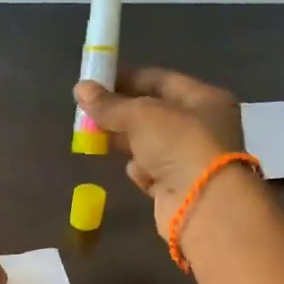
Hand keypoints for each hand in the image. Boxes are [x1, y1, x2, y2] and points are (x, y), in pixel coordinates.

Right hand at [73, 68, 244, 237]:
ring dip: (127, 142)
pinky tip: (133, 171)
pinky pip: (153, 172)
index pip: (161, 81)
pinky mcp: (178, 187)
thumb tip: (80, 88)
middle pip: (154, 114)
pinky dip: (140, 170)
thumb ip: (110, 104)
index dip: (128, 79)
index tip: (97, 83)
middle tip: (90, 113)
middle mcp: (202, 127)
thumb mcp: (141, 116)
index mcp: (204, 99)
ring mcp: (191, 159)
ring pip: (150, 144)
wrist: (203, 204)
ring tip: (98, 139)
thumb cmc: (179, 145)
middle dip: (122, 114)